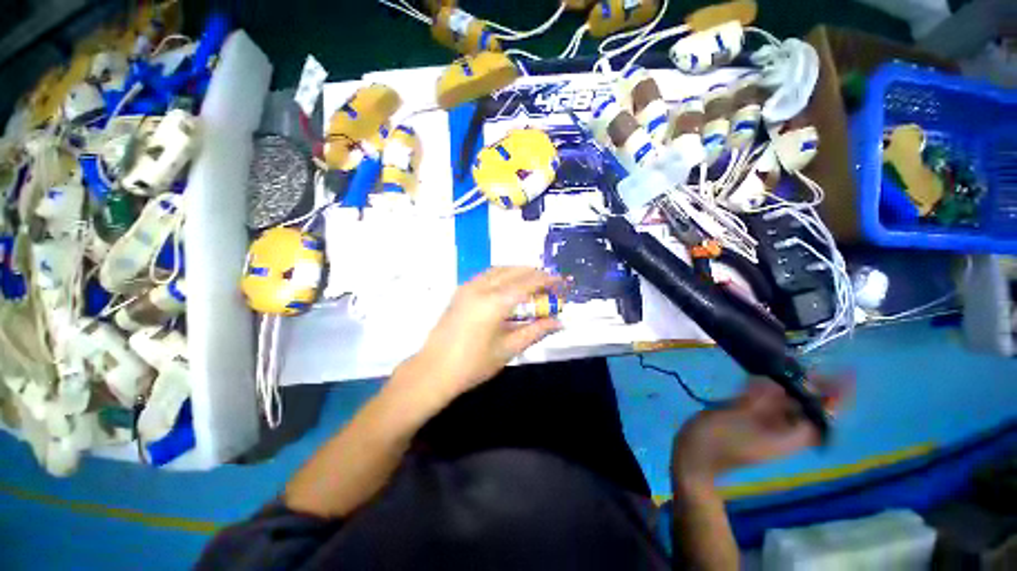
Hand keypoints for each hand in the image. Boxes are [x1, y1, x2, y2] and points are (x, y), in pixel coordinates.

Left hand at [399, 267, 563, 403]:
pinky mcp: (460, 291)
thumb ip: (535, 331)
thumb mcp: (509, 349)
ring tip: (533, 283)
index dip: (547, 280)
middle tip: (550, 284)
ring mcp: (468, 286)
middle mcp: (481, 287)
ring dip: (519, 272)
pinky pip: (487, 274)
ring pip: (500, 269)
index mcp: (494, 302)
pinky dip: (503, 275)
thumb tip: (559, 322)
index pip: (527, 283)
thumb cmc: (473, 365)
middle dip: (535, 274)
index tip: (562, 281)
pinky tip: (509, 286)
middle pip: (514, 271)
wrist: (433, 370)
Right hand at [672, 376, 850, 487]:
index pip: (819, 418)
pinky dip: (765, 389)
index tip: (844, 375)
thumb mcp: (734, 419)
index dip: (835, 399)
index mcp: (785, 438)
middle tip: (811, 363)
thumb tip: (772, 382)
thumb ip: (754, 400)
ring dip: (788, 386)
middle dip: (812, 387)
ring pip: (784, 405)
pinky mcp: (746, 421)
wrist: (694, 458)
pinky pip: (763, 403)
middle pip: (804, 408)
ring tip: (786, 364)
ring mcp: (763, 426)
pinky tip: (759, 376)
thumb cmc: (715, 442)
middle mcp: (780, 431)